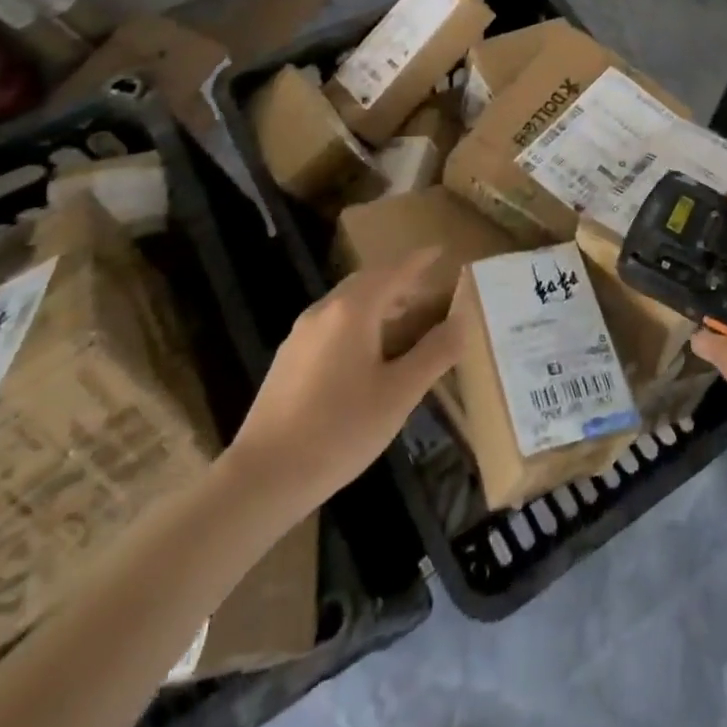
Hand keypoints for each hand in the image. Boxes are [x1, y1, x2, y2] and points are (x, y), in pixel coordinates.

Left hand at [231, 249, 459, 509]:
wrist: (263, 476)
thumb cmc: (340, 430)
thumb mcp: (399, 393)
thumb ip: (434, 353)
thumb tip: (462, 320)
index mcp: (352, 310)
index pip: (393, 271)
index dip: (419, 260)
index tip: (440, 250)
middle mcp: (323, 312)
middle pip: (367, 282)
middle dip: (399, 281)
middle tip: (429, 290)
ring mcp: (300, 335)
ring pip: (347, 304)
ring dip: (379, 304)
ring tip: (406, 323)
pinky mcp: (288, 359)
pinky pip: (332, 324)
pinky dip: (359, 323)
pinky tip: (369, 355)